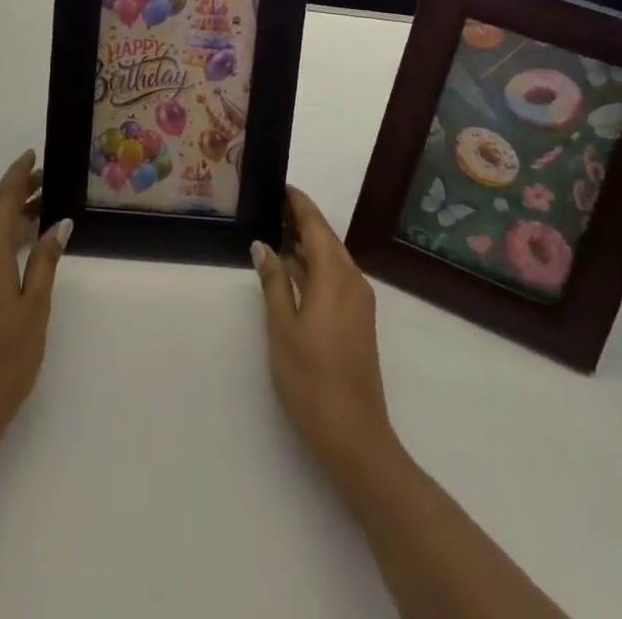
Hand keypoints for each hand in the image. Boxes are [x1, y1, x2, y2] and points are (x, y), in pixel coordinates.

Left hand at [0, 150, 70, 448]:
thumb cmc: (4, 361)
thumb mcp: (34, 309)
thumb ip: (44, 262)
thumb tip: (58, 223)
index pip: (1, 202)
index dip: (17, 175)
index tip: (32, 154)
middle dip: (19, 194)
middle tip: (49, 179)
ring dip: (12, 218)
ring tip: (43, 207)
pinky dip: (4, 239)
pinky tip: (24, 246)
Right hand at [253, 187, 396, 476]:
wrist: (355, 437)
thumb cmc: (311, 379)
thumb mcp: (282, 328)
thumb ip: (273, 282)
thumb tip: (263, 245)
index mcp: (334, 276)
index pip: (316, 225)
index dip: (298, 204)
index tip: (280, 186)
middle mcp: (352, 281)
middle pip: (326, 239)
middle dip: (301, 221)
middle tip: (270, 207)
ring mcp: (358, 302)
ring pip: (331, 259)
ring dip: (306, 245)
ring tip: (275, 233)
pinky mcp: (358, 321)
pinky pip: (335, 278)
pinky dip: (314, 266)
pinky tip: (291, 271)